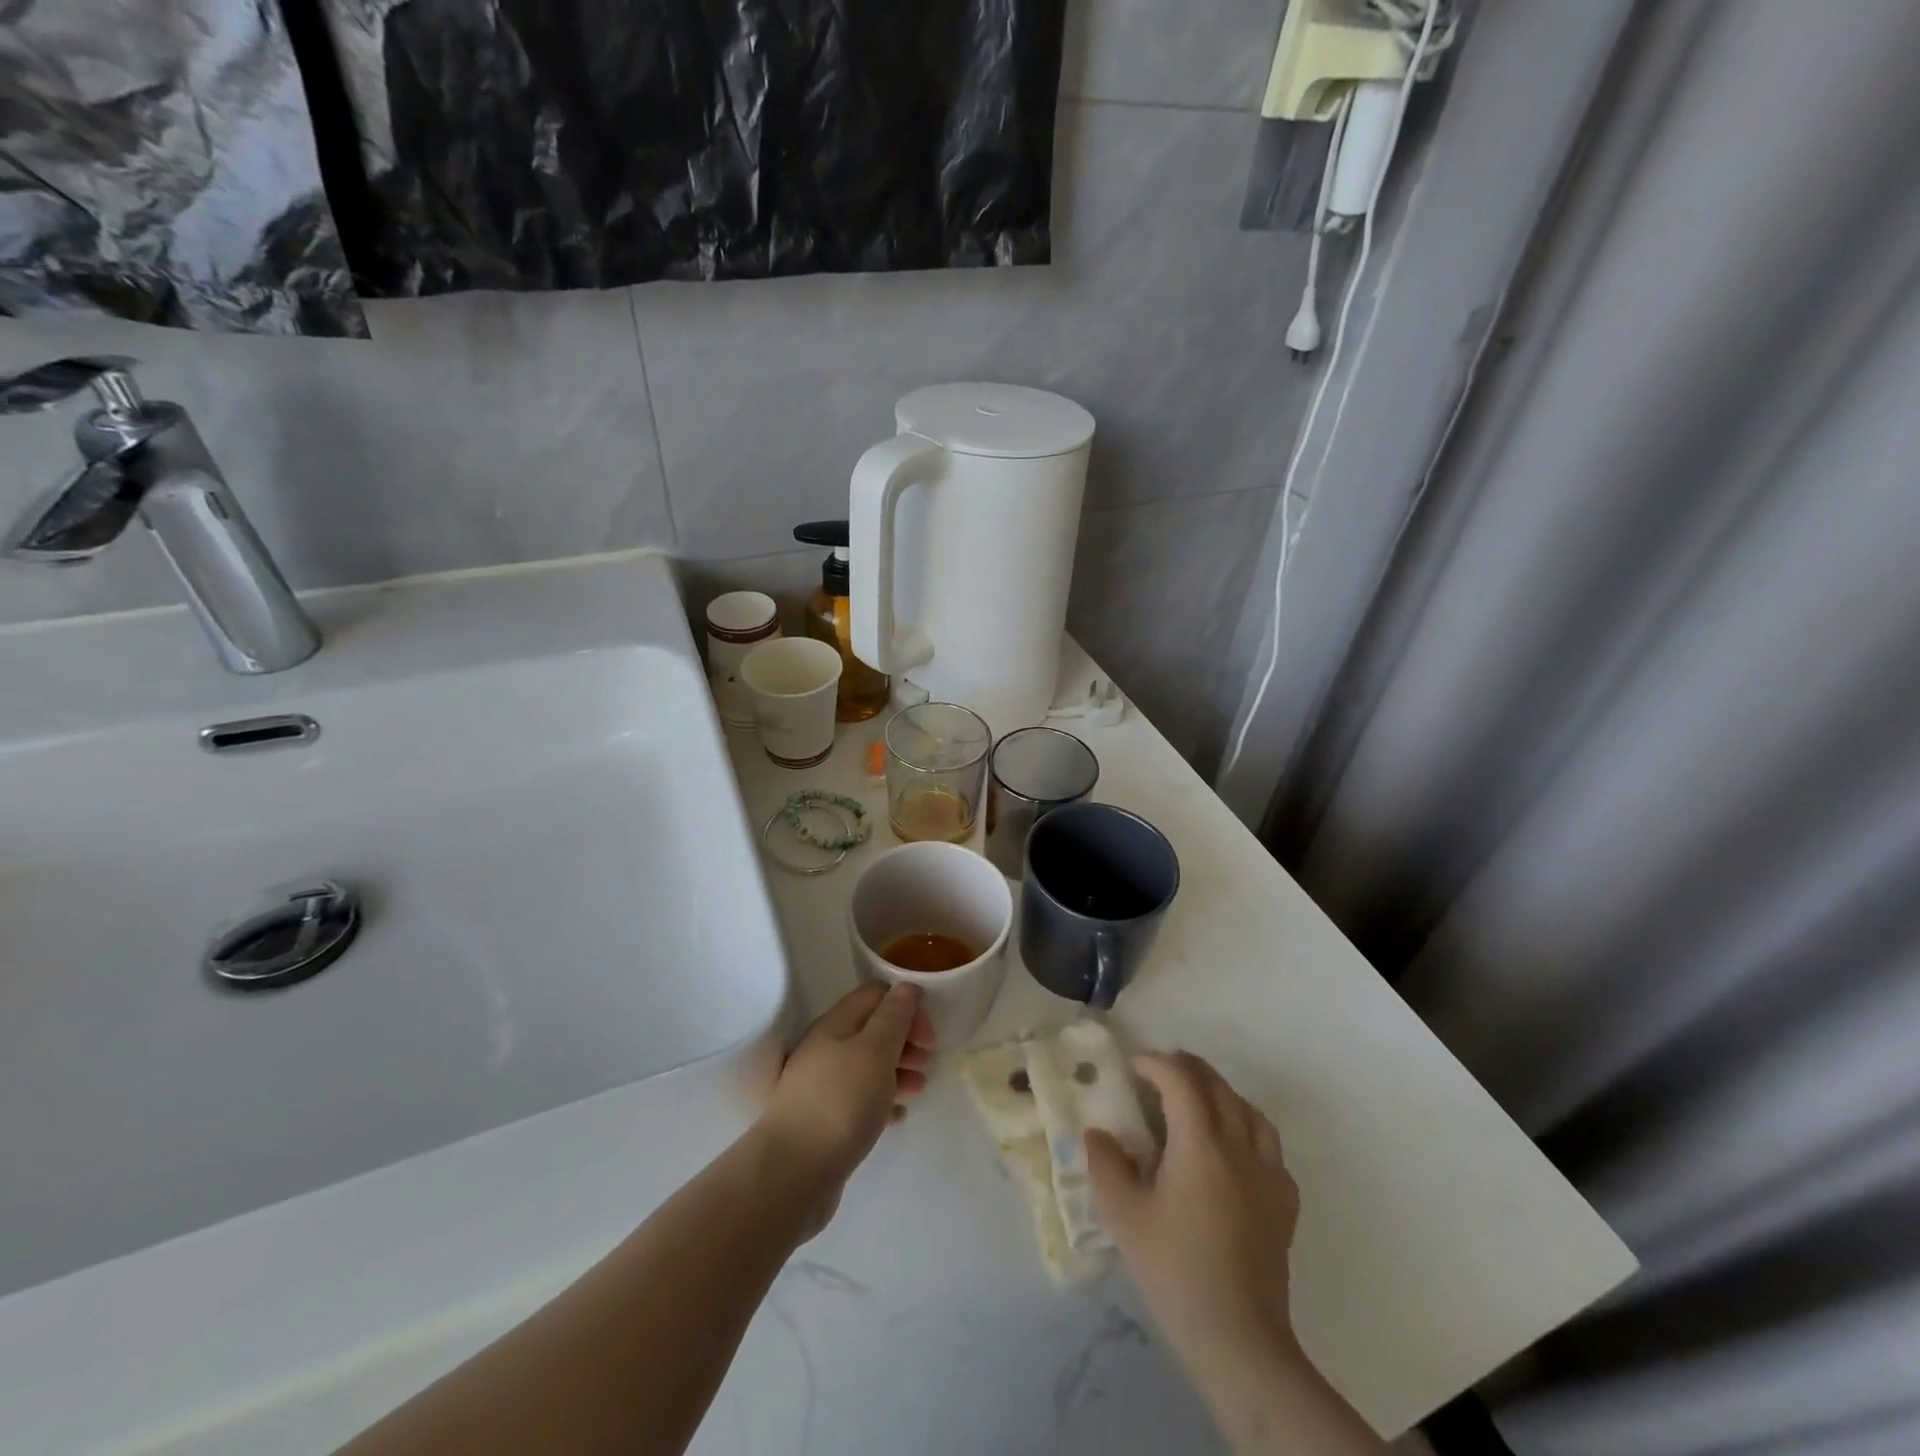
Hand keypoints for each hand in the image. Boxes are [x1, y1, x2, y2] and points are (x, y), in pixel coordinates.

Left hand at [756, 983, 934, 1232]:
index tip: (928, 1033)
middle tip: (927, 1062)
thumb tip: (906, 987)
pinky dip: (883, 1101)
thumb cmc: (841, 1101)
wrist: (793, 1173)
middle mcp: (826, 1048)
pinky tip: (898, 1116)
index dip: (906, 1005)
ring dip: (898, 1071)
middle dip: (905, 1040)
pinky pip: (860, 1100)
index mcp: (836, 1024)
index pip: (875, 995)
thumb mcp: (875, 1051)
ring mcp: (823, 1085)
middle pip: (873, 1030)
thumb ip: (893, 1017)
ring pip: (868, 1066)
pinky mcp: (825, 1120)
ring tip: (918, 1090)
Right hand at [1085, 1053, 1299, 1362]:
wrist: (1237, 1337)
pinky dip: (1247, 1129)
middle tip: (1160, 1072)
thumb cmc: (1174, 1270)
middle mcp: (1239, 1147)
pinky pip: (1269, 1146)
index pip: (1181, 1081)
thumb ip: (1105, 1164)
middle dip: (1188, 1068)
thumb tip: (1097, 1133)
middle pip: (1218, 1087)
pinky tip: (1232, 1150)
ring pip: (1249, 1111)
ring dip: (1221, 1094)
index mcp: (1200, 1144)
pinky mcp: (1285, 1203)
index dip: (1156, 1064)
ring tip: (1197, 1101)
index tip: (1134, 1067)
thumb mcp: (1123, 1215)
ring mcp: (1268, 1174)